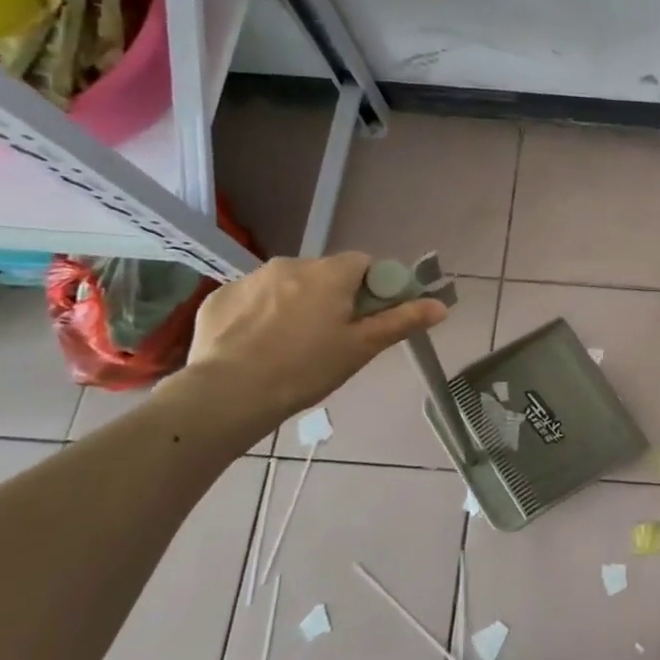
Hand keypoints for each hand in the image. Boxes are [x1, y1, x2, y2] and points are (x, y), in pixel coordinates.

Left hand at [185, 253, 445, 422]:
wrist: (227, 395)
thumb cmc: (305, 369)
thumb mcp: (361, 348)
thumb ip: (402, 321)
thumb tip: (440, 305)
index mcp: (330, 273)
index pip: (364, 264)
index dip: (372, 288)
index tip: (368, 318)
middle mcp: (291, 264)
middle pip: (325, 274)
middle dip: (332, 297)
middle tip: (331, 338)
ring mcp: (251, 278)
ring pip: (287, 285)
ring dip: (295, 304)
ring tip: (290, 346)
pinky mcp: (219, 297)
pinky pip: (252, 299)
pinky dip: (260, 315)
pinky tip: (256, 346)